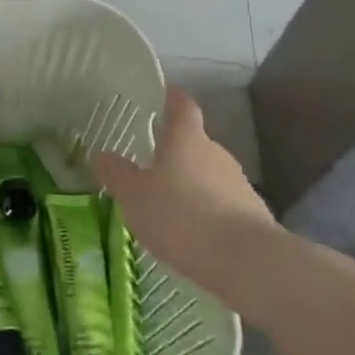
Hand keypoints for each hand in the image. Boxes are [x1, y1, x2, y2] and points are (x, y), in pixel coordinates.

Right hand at [92, 87, 273, 279]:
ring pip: (207, 174)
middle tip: (149, 163)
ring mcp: (238, 184)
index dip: (171, 98)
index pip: (181, 106)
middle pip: (194, 143)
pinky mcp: (252, 215)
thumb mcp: (134, 196)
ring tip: (166, 204)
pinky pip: (221, 203)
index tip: (162, 92)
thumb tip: (103, 155)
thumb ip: (116, 174)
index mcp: (186, 139)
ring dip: (189, 184)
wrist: (247, 262)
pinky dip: (205, 210)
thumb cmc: (181, 216)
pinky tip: (190, 232)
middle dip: (174, 150)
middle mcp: (215, 153)